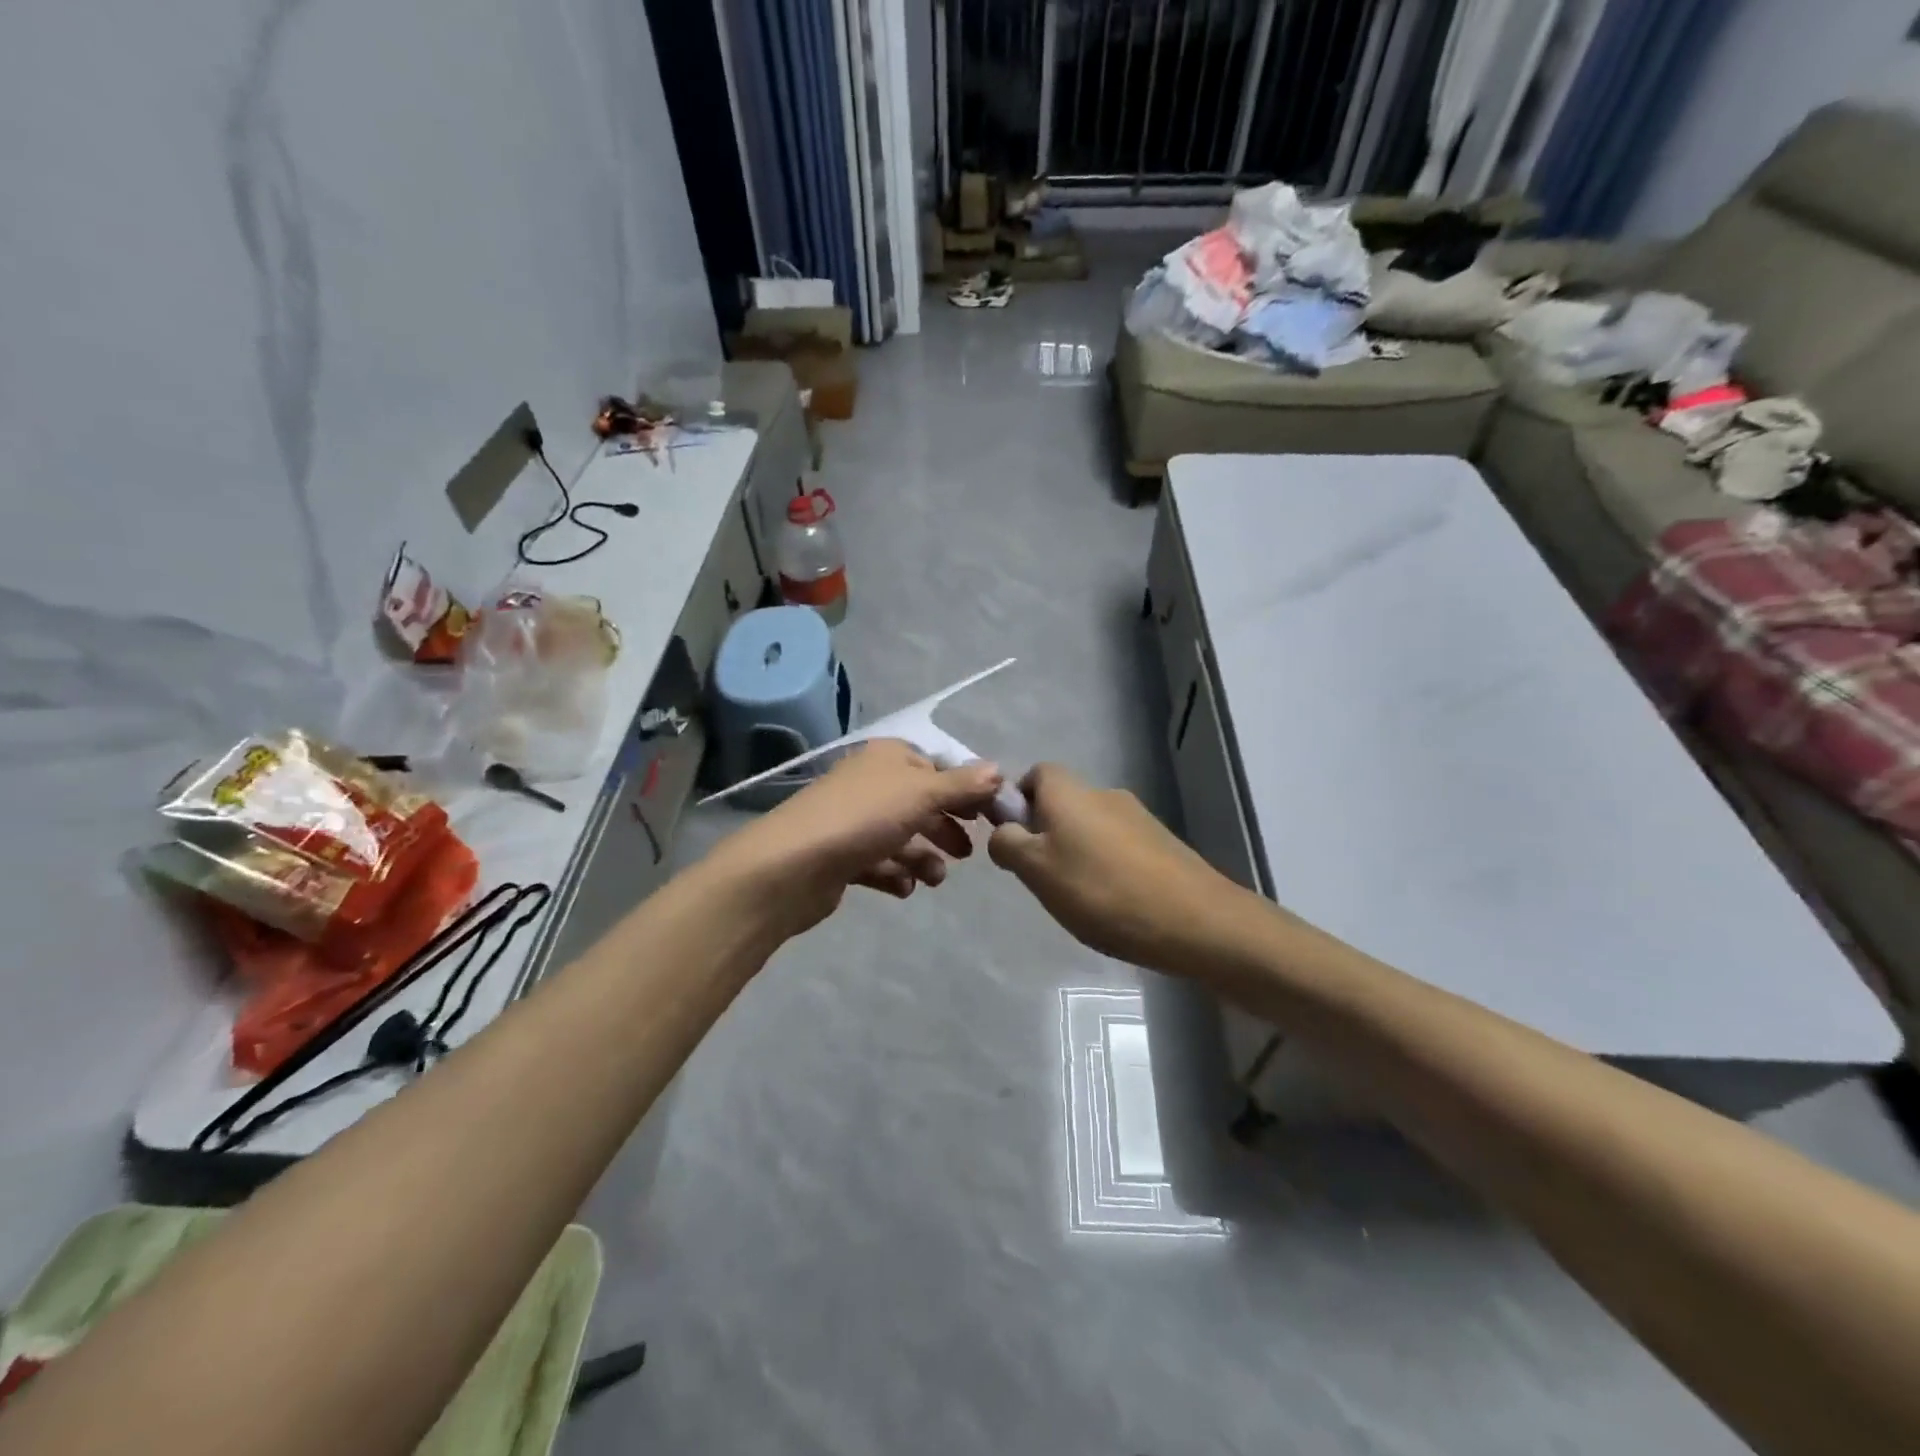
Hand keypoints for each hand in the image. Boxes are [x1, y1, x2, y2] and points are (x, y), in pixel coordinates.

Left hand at [711, 739, 1003, 938]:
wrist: (791, 866)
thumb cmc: (863, 818)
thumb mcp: (921, 794)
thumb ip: (961, 785)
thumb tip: (998, 770)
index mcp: (887, 758)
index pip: (935, 767)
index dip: (964, 790)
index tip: (989, 817)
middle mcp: (869, 783)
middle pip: (919, 803)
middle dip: (945, 828)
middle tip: (967, 854)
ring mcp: (851, 821)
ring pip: (899, 837)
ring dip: (922, 857)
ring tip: (933, 879)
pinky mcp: (839, 856)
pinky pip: (876, 864)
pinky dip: (894, 875)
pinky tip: (904, 889)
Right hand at [987, 763, 1243, 969]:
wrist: (1194, 920)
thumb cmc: (1101, 891)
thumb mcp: (1036, 871)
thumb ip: (1008, 844)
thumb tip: (1003, 830)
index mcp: (1070, 792)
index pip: (1035, 774)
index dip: (1018, 801)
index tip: (1014, 840)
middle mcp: (1104, 793)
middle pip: (1063, 802)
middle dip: (1046, 833)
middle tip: (1041, 877)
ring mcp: (1138, 817)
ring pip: (1091, 827)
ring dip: (1077, 852)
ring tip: (1078, 898)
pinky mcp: (1162, 843)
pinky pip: (1119, 846)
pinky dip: (1107, 867)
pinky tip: (1112, 904)